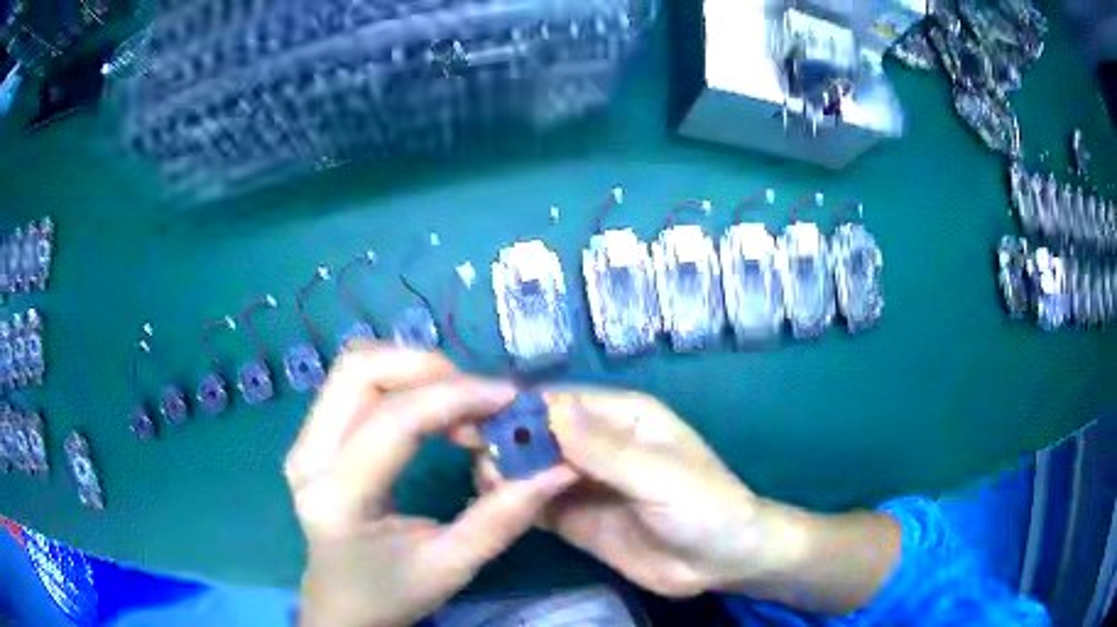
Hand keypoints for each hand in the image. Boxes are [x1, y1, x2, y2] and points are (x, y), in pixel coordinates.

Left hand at [284, 343, 576, 626]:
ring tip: (458, 405)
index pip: (394, 421)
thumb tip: (558, 469)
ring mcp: (302, 441)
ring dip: (412, 371)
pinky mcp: (310, 437)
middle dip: (427, 369)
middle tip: (477, 399)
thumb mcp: (452, 566)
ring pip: (354, 367)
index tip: (509, 399)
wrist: (343, 605)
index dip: (456, 398)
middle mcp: (308, 457)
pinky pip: (352, 384)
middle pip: (359, 370)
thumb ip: (503, 518)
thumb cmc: (393, 593)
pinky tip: (431, 412)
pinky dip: (398, 382)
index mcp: (339, 498)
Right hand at [475, 389, 795, 597]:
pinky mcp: (574, 517)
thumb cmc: (704, 507)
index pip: (556, 402)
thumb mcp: (659, 476)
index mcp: (620, 417)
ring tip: (489, 488)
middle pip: (535, 433)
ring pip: (529, 468)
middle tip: (473, 458)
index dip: (514, 408)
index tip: (471, 420)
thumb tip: (548, 409)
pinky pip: (535, 503)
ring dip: (504, 473)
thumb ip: (605, 449)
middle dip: (503, 441)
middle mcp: (595, 443)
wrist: (721, 562)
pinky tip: (495, 509)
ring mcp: (582, 482)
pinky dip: (512, 502)